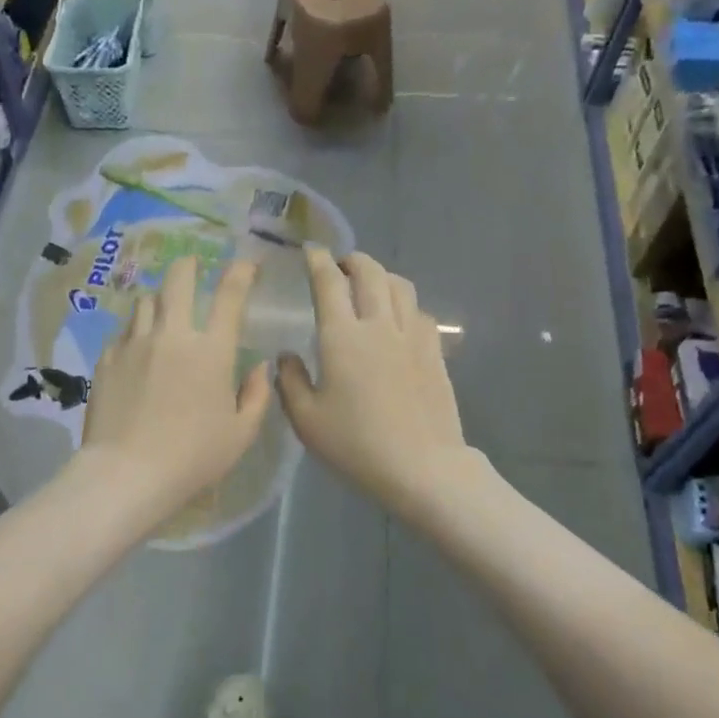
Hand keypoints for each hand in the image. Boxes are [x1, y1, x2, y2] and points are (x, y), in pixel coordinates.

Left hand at [77, 255, 272, 517]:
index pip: (230, 294)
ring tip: (164, 310)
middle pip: (178, 279)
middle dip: (190, 266)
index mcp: (211, 351)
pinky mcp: (107, 359)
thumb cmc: (193, 457)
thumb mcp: (240, 434)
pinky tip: (138, 346)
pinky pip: (124, 331)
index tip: (246, 264)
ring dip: (160, 299)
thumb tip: (259, 366)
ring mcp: (134, 344)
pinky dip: (136, 330)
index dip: (241, 271)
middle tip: (194, 267)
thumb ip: (256, 395)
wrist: (127, 473)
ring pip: (146, 301)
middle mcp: (172, 335)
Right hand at [278, 248, 475, 515]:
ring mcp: (412, 336)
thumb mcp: (307, 420)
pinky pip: (419, 311)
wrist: (421, 466)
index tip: (310, 251)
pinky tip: (398, 317)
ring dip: (381, 275)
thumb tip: (285, 356)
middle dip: (352, 260)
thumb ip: (290, 382)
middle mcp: (378, 325)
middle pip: (370, 272)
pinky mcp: (433, 352)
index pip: (329, 283)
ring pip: (400, 286)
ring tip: (369, 283)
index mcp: (342, 337)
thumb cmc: (356, 445)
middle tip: (340, 265)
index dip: (318, 262)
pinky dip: (404, 303)